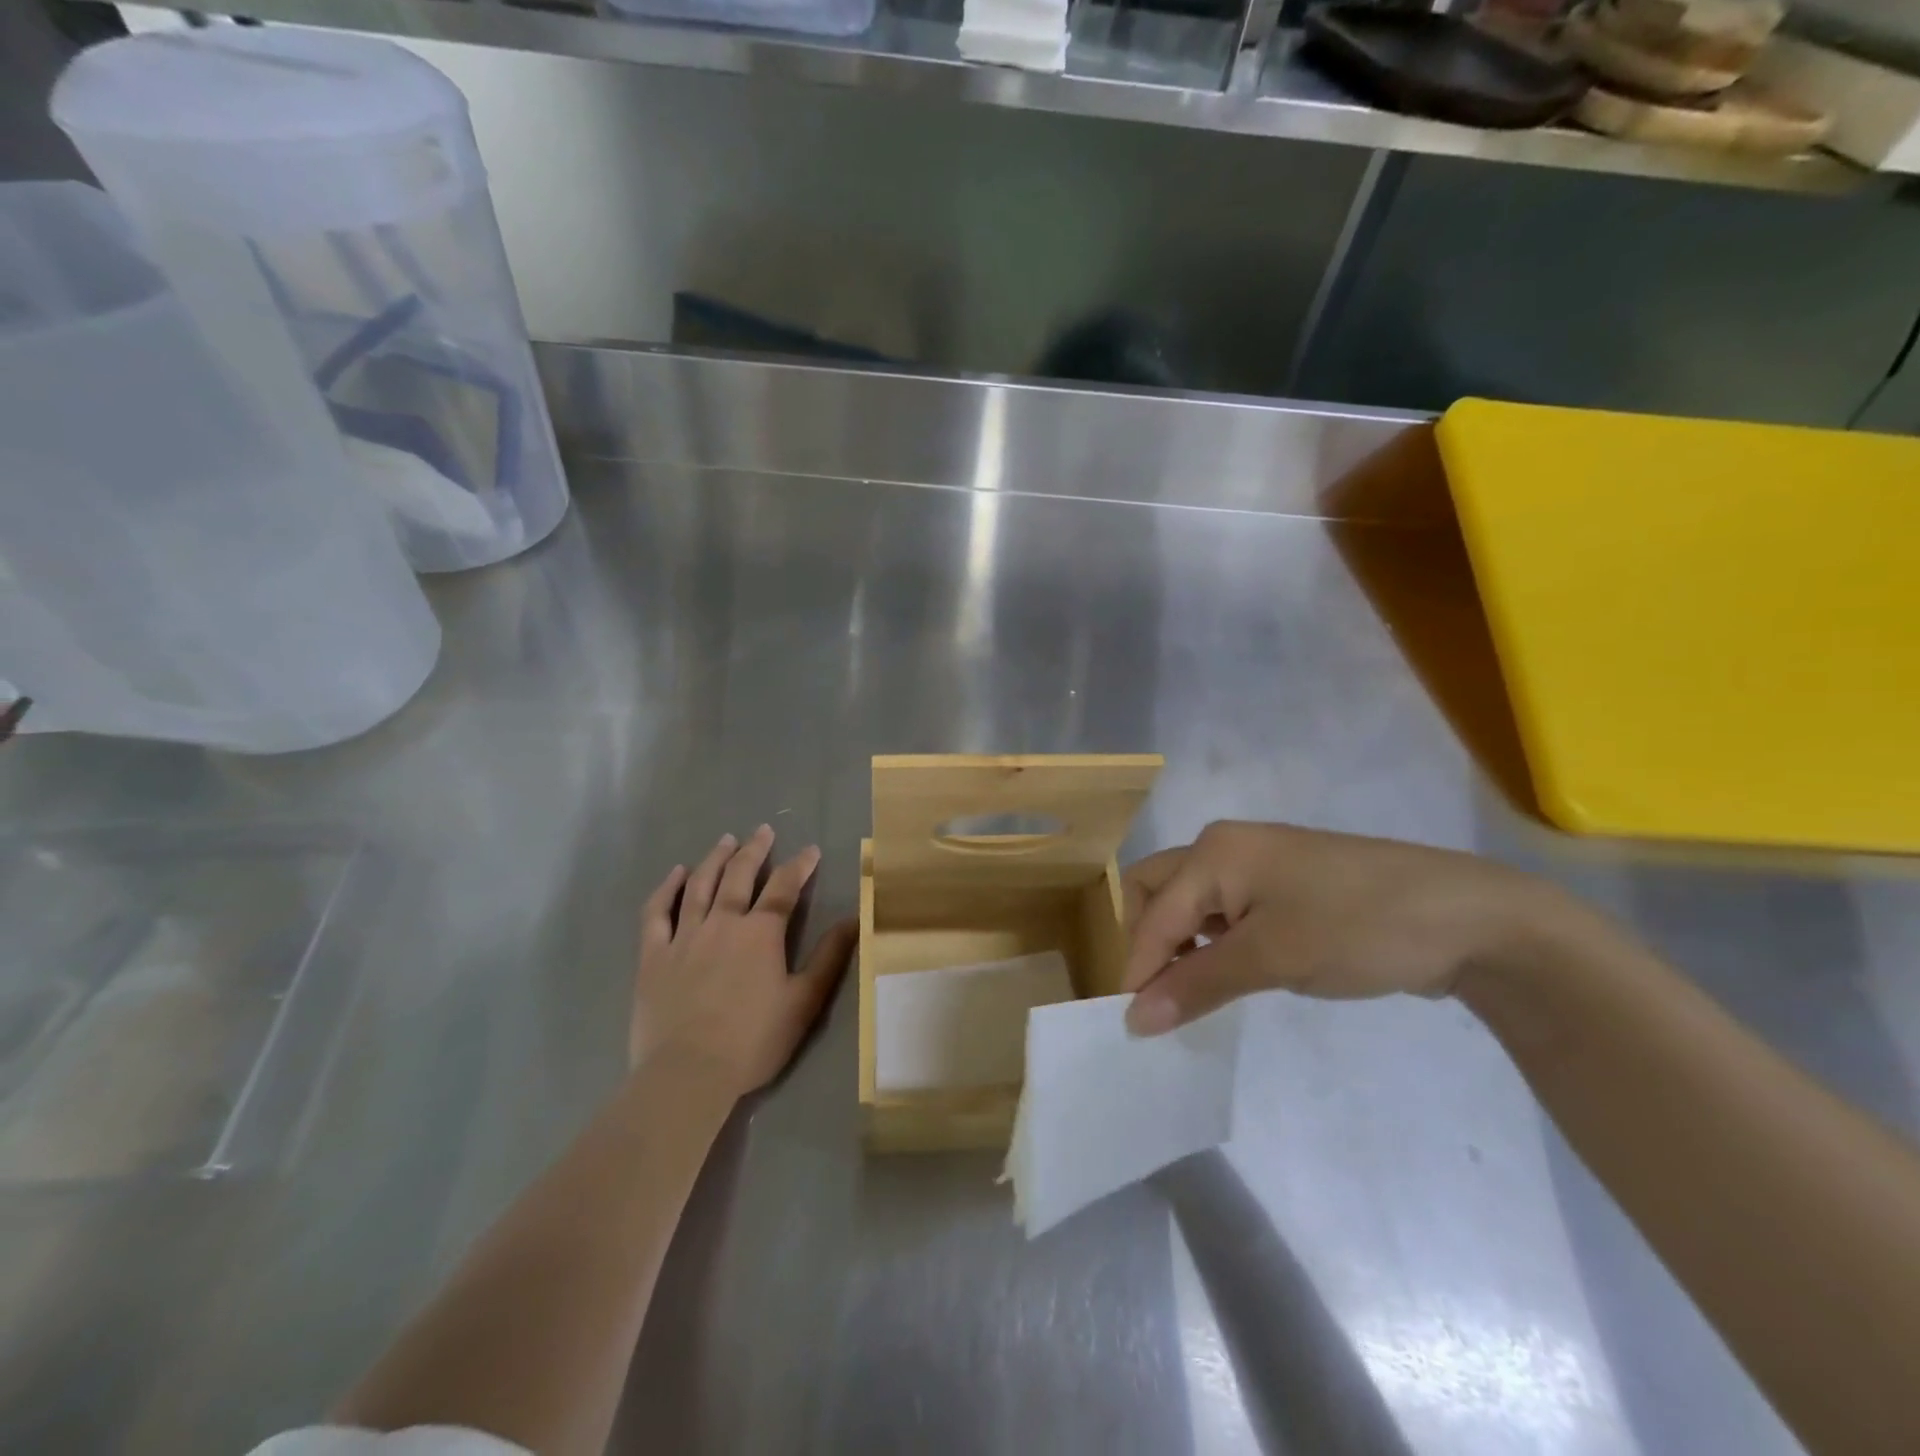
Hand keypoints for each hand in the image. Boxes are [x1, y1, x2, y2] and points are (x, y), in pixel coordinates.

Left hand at [631, 826, 855, 1096]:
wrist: (687, 1073)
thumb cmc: (753, 1041)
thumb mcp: (804, 1001)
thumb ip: (829, 958)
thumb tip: (855, 919)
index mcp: (761, 933)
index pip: (785, 887)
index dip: (800, 865)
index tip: (810, 850)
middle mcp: (722, 923)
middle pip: (740, 876)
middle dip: (755, 850)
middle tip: (763, 830)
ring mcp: (684, 936)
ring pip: (700, 885)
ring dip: (715, 859)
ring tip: (726, 840)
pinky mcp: (653, 956)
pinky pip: (657, 912)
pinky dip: (666, 888)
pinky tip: (676, 873)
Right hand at [1122, 820, 1567, 1034]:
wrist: (1467, 919)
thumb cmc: (1357, 927)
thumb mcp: (1272, 958)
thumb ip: (1196, 984)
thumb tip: (1134, 1020)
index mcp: (1214, 852)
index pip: (1153, 913)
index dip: (1137, 968)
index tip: (1132, 1025)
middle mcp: (1225, 848)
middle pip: (1157, 891)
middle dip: (1146, 941)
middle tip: (1156, 996)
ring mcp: (1257, 865)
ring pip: (1190, 903)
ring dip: (1179, 944)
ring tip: (1189, 994)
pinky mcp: (1284, 887)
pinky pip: (1224, 912)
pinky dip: (1212, 943)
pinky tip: (1226, 975)